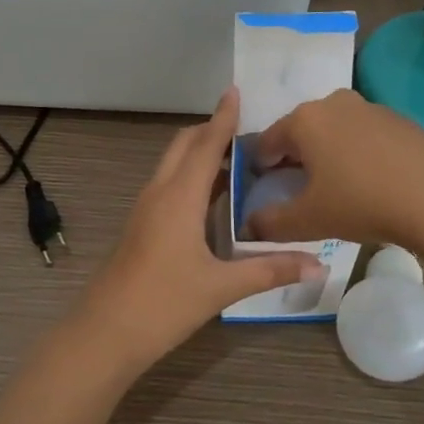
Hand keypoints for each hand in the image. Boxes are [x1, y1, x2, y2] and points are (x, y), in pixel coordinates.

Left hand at [72, 88, 324, 376]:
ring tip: (236, 156)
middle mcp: (159, 193)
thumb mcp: (221, 287)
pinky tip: (211, 197)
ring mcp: (145, 209)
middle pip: (183, 146)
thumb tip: (318, 263)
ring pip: (172, 165)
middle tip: (245, 127)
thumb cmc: (163, 303)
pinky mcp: (141, 226)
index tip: (234, 90)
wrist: (105, 333)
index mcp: (179, 197)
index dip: (222, 117)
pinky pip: (168, 185)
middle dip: (210, 130)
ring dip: (199, 152)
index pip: (205, 144)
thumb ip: (269, 270)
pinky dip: (190, 176)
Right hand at [247, 89, 423, 248]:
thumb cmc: (362, 202)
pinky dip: (357, 154)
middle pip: (301, 131)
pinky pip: (365, 136)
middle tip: (296, 189)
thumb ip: (271, 223)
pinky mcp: (401, 120)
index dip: (258, 166)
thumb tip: (249, 226)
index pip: (267, 140)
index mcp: (304, 119)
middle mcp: (334, 103)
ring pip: (335, 131)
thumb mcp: (309, 220)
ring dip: (327, 154)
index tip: (260, 187)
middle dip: (293, 157)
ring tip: (335, 187)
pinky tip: (369, 182)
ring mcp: (371, 108)